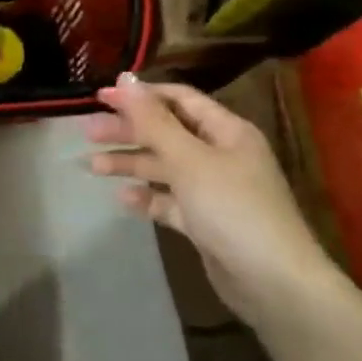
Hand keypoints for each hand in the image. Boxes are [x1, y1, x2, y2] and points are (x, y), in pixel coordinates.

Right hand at [86, 72, 344, 326]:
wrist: (273, 282)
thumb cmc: (232, 208)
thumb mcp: (188, 158)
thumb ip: (152, 120)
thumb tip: (125, 78)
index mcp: (226, 131)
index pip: (179, 99)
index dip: (139, 96)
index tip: (100, 97)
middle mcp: (221, 155)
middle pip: (167, 132)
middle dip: (128, 131)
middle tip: (88, 132)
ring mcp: (214, 190)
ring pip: (165, 167)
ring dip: (131, 164)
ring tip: (93, 166)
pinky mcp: (206, 222)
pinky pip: (170, 201)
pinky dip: (148, 198)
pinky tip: (123, 199)